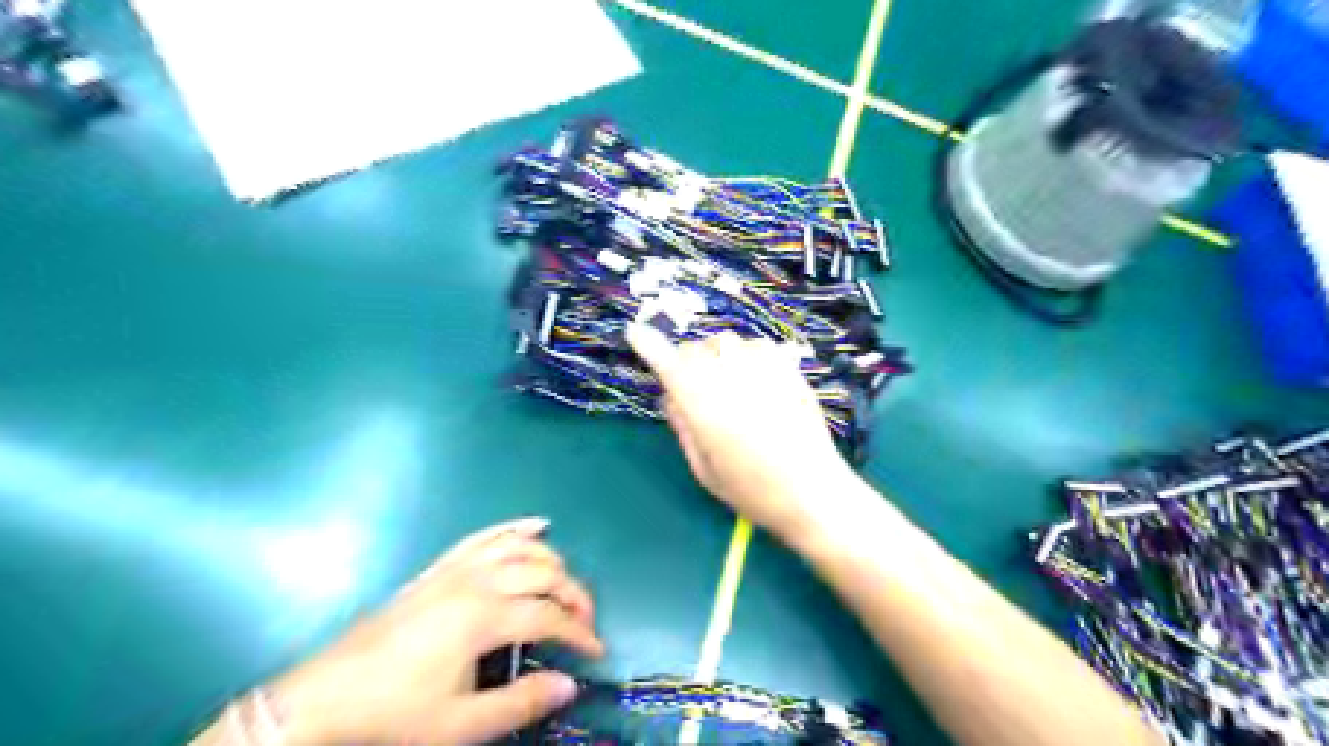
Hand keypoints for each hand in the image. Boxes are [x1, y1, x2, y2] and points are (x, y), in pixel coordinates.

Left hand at [269, 519, 603, 745]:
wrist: (327, 697)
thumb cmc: (396, 713)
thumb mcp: (461, 724)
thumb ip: (521, 703)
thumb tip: (570, 684)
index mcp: (484, 617)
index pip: (549, 616)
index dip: (579, 632)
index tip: (596, 651)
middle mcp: (477, 582)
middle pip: (542, 573)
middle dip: (573, 594)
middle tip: (584, 621)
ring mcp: (456, 569)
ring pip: (520, 548)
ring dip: (552, 559)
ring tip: (566, 582)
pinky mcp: (439, 568)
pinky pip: (484, 536)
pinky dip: (515, 527)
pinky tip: (537, 524)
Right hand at [627, 323, 856, 538]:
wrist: (813, 492)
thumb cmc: (752, 491)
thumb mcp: (704, 469)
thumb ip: (683, 426)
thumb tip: (669, 395)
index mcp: (703, 405)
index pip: (668, 362)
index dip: (648, 344)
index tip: (635, 332)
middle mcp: (730, 378)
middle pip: (695, 348)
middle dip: (686, 361)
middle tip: (693, 385)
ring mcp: (763, 369)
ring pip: (727, 341)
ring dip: (718, 355)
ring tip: (728, 382)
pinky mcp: (789, 368)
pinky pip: (759, 344)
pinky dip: (748, 354)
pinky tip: (755, 378)